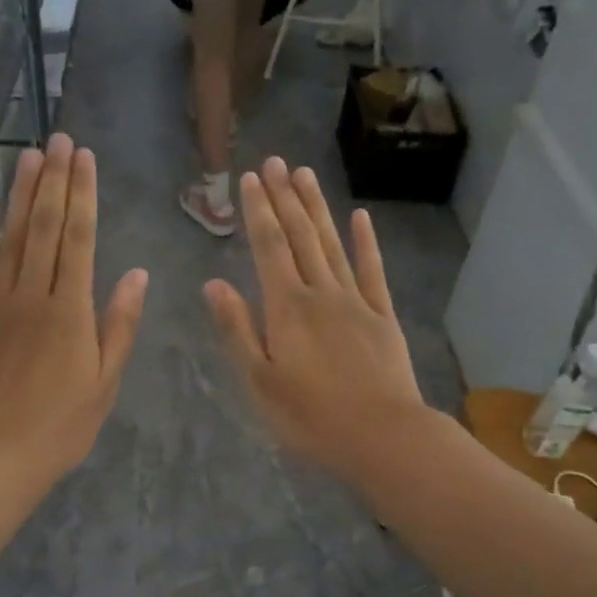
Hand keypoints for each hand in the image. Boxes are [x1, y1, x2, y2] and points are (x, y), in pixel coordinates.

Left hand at [0, 134, 147, 494]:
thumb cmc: (60, 427)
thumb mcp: (105, 383)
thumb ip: (119, 326)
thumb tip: (136, 275)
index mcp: (71, 312)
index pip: (79, 240)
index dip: (83, 196)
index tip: (85, 158)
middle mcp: (32, 296)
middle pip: (43, 228)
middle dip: (54, 181)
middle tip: (58, 139)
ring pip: (9, 239)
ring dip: (19, 194)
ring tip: (28, 155)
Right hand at [204, 159, 428, 478]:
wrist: (381, 435)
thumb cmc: (310, 417)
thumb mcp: (259, 381)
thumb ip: (237, 330)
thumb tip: (214, 284)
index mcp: (286, 308)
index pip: (268, 248)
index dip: (258, 211)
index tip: (251, 178)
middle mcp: (320, 293)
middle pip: (300, 236)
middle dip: (284, 198)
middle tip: (275, 161)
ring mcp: (356, 301)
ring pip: (332, 244)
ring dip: (317, 208)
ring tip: (305, 174)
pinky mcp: (382, 316)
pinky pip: (372, 270)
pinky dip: (365, 242)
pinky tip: (360, 217)